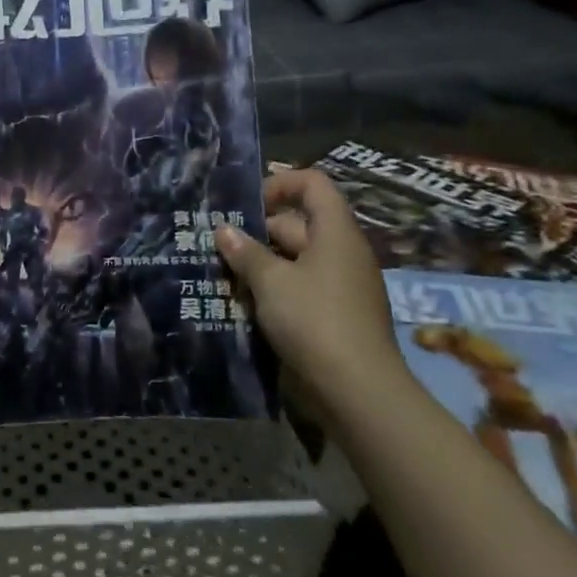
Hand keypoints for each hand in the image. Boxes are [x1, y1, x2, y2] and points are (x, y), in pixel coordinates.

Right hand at [214, 168, 407, 415]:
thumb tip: (223, 230)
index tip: (245, 204)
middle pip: (297, 224)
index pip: (313, 184)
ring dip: (260, 265)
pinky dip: (274, 291)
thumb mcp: (271, 282)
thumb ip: (245, 252)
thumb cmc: (314, 320)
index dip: (280, 184)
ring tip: (222, 274)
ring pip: (294, 260)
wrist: (359, 393)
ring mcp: (341, 286)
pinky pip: (300, 288)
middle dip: (256, 232)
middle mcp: (342, 252)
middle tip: (216, 245)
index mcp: (335, 232)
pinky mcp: (336, 316)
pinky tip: (243, 304)